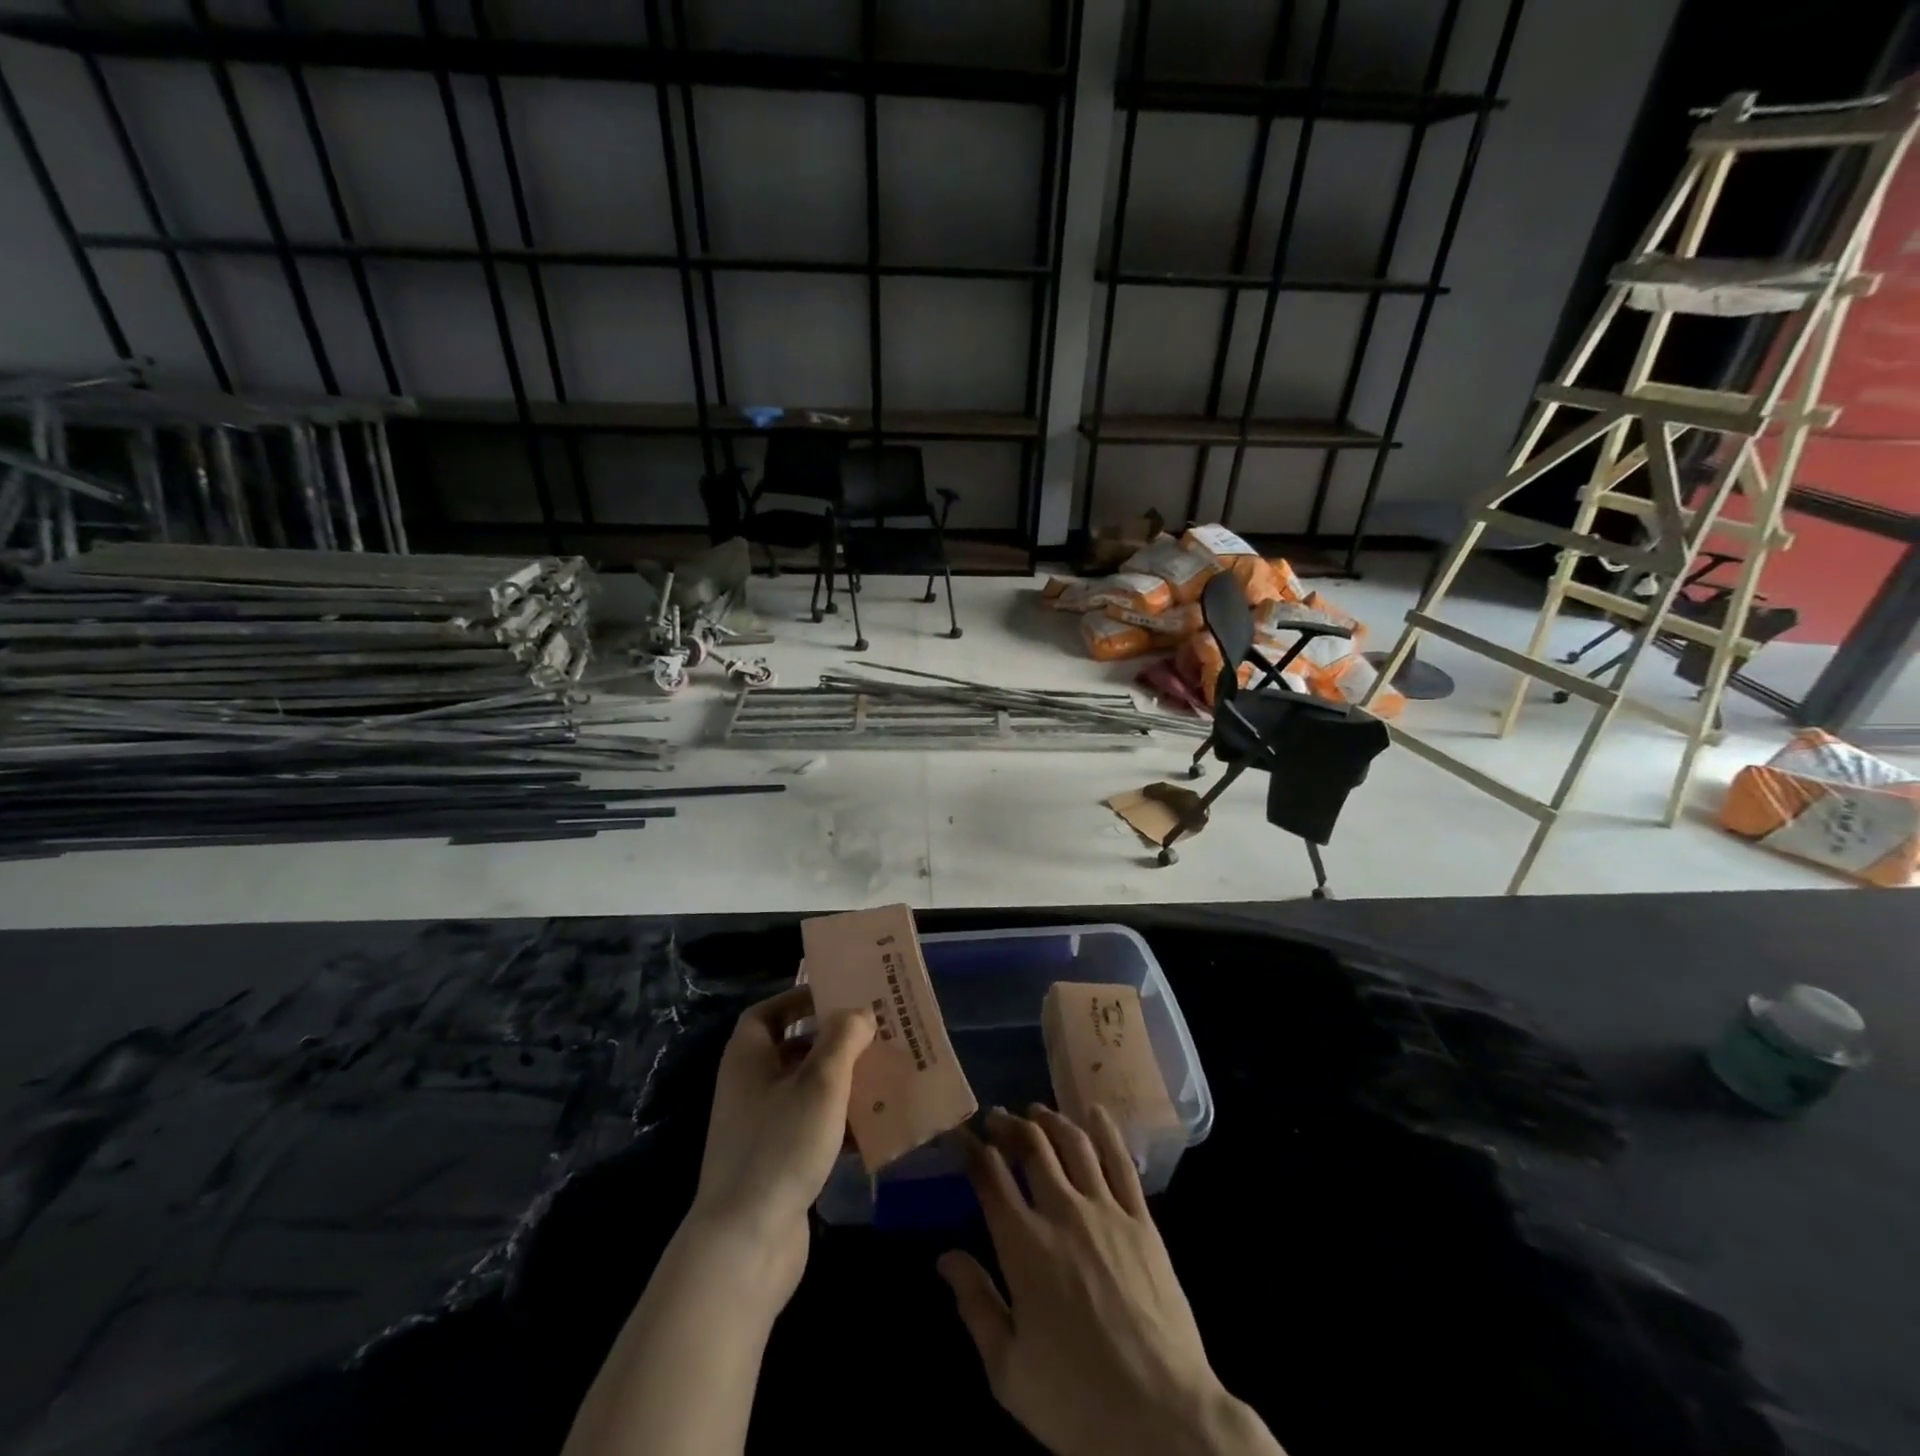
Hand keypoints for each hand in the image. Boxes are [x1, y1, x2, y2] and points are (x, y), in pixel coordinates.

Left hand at [688, 986, 873, 1306]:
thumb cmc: (780, 1145)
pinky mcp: (777, 1165)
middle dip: (834, 1043)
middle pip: (793, 1051)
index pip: (768, 1013)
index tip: (838, 997)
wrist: (745, 1244)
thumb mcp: (820, 1082)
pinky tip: (875, 1130)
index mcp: (748, 1058)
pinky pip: (812, 1129)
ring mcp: (761, 1129)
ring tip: (884, 1077)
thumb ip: (843, 1038)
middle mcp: (749, 1087)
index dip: (799, 1000)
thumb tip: (858, 1013)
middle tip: (875, 1035)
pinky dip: (840, 1124)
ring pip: (807, 1091)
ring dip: (843, 1084)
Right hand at [940, 1106, 1282, 1455]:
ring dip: (1051, 1120)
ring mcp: (1106, 1211)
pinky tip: (1095, 1112)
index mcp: (1023, 1246)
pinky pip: (1121, 1163)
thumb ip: (976, 1305)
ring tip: (1036, 1111)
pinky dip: (1106, 1131)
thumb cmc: (1077, 1401)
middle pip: (1031, 1148)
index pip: (990, 1178)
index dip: (971, 1149)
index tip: (960, 1134)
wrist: (1163, 1419)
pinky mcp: (1142, 1221)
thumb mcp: (1008, 1371)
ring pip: (1074, 1144)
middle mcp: (1062, 1213)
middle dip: (1009, 1125)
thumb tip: (945, 1256)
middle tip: (997, 1117)